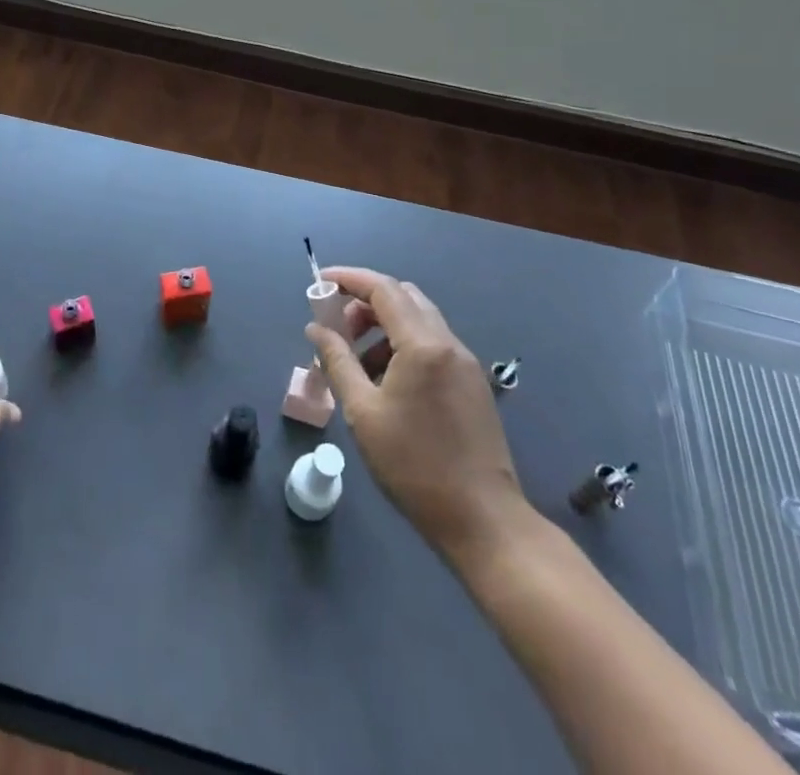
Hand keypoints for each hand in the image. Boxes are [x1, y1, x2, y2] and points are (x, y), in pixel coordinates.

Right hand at [305, 268, 539, 574]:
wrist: (484, 521)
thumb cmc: (414, 465)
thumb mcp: (363, 412)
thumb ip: (336, 361)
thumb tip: (316, 329)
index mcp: (423, 345)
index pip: (383, 289)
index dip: (349, 279)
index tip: (320, 282)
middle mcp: (449, 343)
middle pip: (404, 298)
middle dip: (365, 303)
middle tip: (337, 328)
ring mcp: (466, 364)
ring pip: (419, 322)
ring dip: (383, 327)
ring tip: (356, 364)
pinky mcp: (473, 385)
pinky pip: (432, 346)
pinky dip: (403, 347)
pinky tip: (386, 383)